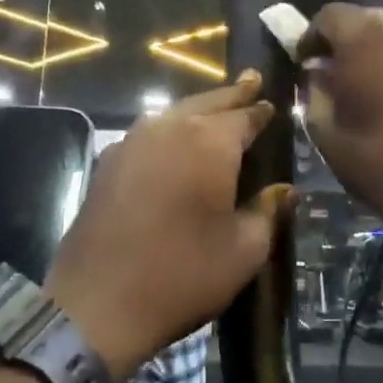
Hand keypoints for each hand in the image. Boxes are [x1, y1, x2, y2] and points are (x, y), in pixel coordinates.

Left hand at [46, 72, 294, 378]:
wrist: (98, 303)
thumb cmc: (183, 276)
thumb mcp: (243, 250)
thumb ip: (267, 211)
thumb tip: (284, 189)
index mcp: (209, 142)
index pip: (244, 116)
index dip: (261, 111)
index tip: (273, 104)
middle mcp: (169, 128)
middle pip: (207, 103)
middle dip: (231, 95)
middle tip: (250, 80)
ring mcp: (132, 142)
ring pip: (173, 114)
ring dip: (198, 109)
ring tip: (216, 109)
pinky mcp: (108, 163)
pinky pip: (148, 133)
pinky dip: (170, 130)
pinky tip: (175, 142)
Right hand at [302, 5, 382, 231]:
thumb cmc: (376, 161)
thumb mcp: (325, 128)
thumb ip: (315, 88)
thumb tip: (318, 71)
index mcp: (366, 33)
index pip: (328, 16)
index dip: (311, 38)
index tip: (305, 63)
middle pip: (365, 19)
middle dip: (347, 42)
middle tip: (337, 74)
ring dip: (380, 50)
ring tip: (374, 84)